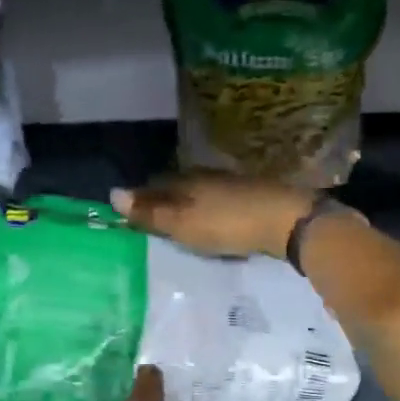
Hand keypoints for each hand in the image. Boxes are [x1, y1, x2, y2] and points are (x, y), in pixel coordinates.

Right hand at [110, 173, 315, 258]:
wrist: (286, 220)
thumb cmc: (227, 223)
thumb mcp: (183, 224)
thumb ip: (151, 213)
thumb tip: (112, 194)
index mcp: (186, 181)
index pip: (155, 185)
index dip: (142, 198)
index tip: (130, 212)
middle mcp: (207, 177)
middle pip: (178, 186)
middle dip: (165, 200)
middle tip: (153, 219)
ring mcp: (232, 185)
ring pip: (201, 193)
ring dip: (189, 205)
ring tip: (180, 223)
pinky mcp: (252, 197)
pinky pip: (221, 202)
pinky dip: (210, 211)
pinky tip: (212, 222)